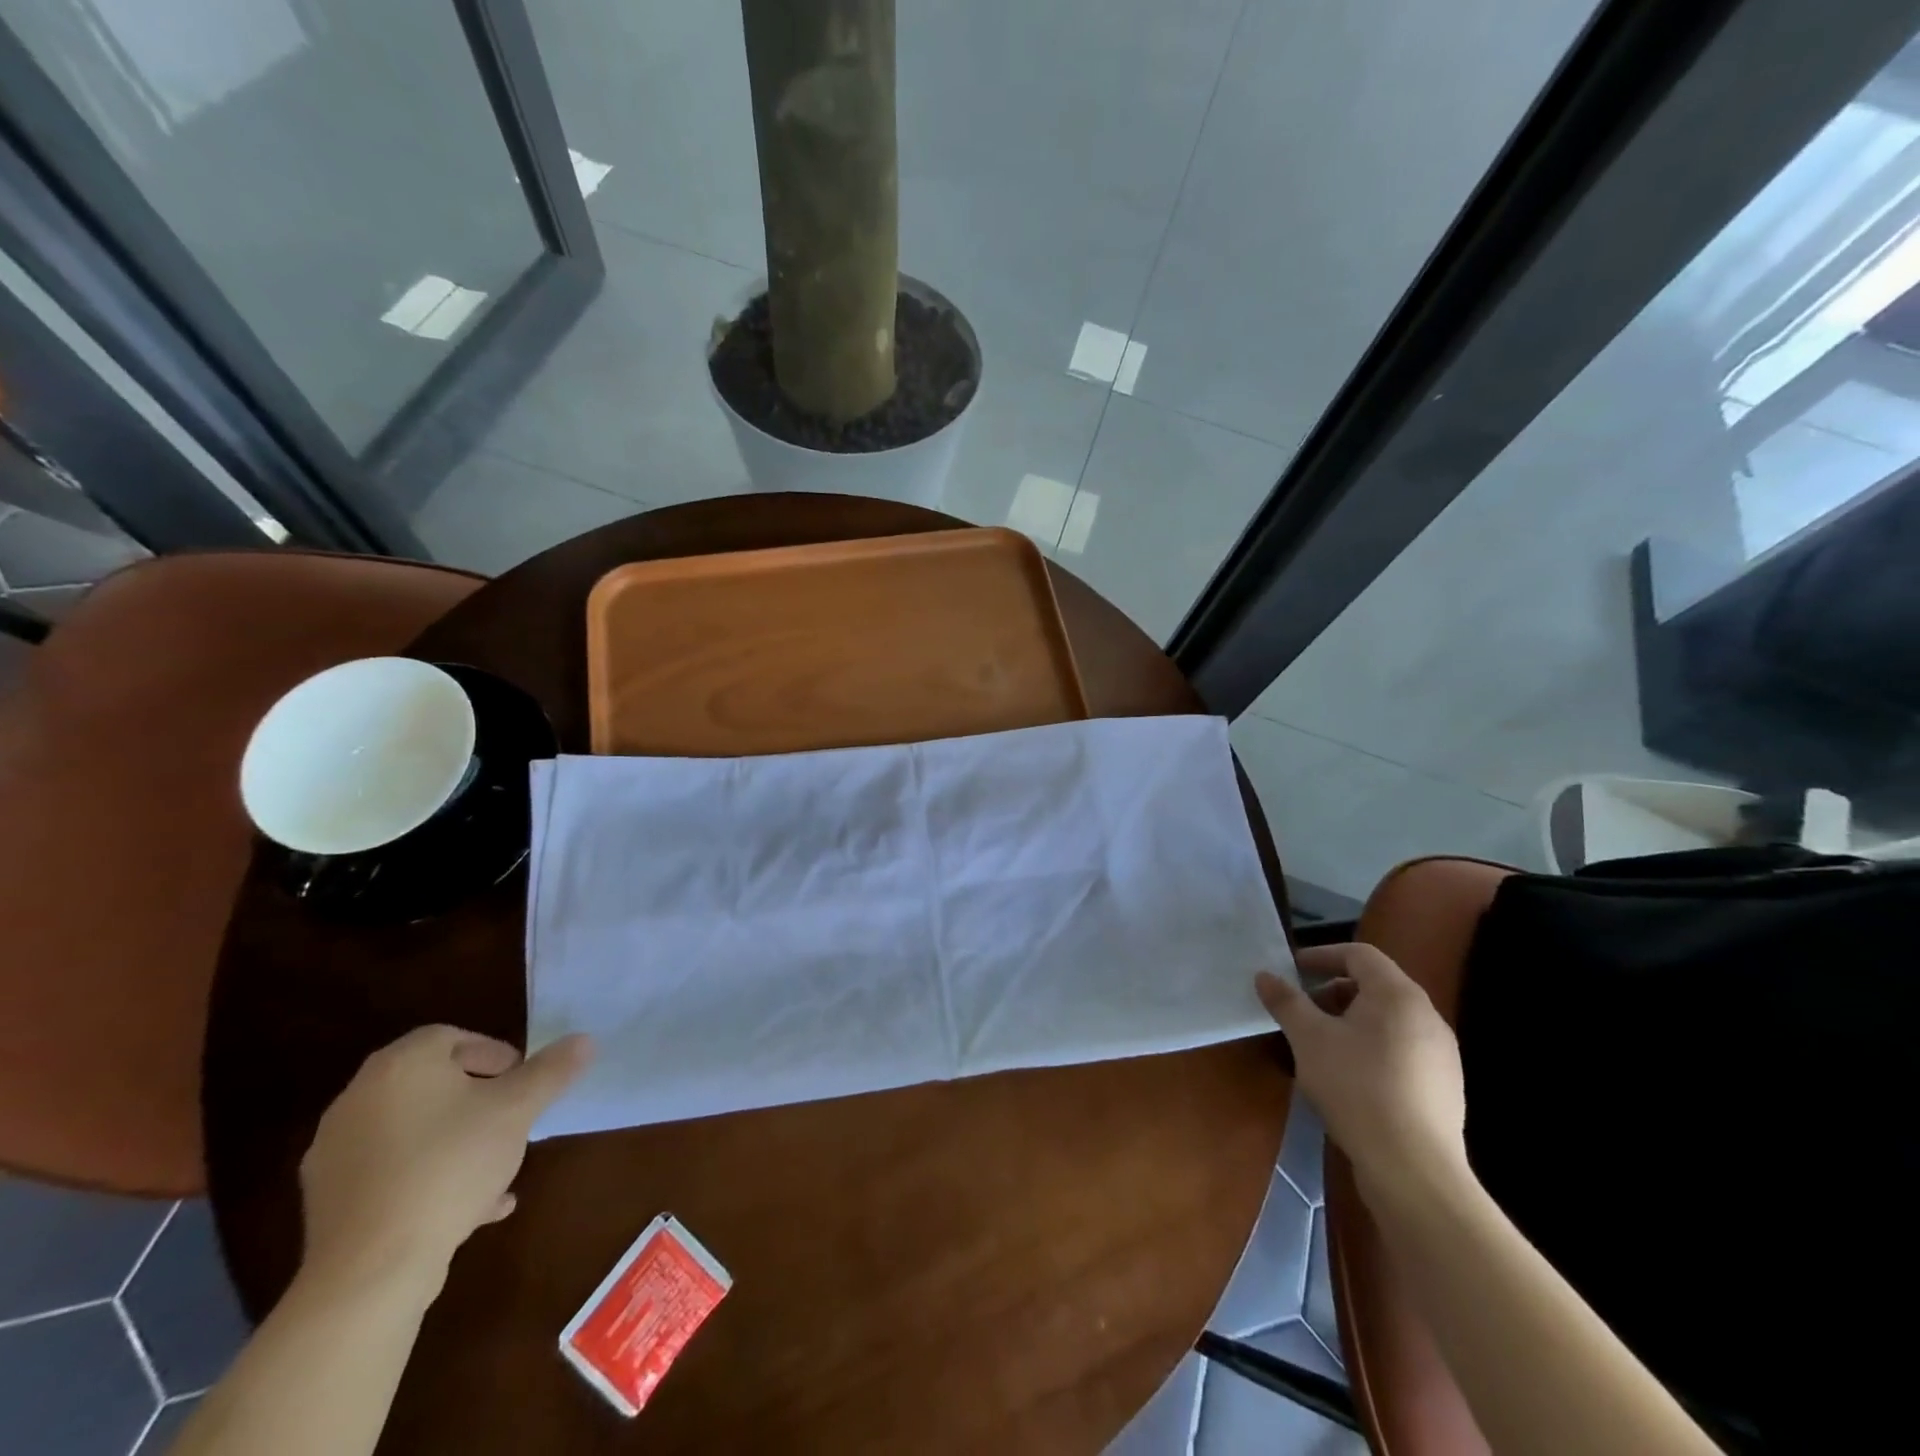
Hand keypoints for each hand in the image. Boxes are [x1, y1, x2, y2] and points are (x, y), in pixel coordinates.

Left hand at [299, 1026, 591, 1295]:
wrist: (372, 1270)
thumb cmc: (451, 1166)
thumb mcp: (517, 1110)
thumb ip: (552, 1070)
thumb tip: (583, 1040)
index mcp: (399, 1066)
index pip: (450, 1037)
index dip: (492, 1053)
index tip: (520, 1080)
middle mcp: (359, 1099)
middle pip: (432, 1083)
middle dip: (479, 1098)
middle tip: (512, 1118)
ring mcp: (337, 1152)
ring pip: (414, 1130)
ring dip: (457, 1140)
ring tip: (497, 1168)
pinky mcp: (329, 1200)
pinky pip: (393, 1172)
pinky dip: (430, 1177)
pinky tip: (471, 1207)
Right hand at [1257, 945, 1466, 1203]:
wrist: (1414, 1170)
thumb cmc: (1356, 1087)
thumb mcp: (1308, 1039)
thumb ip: (1286, 1001)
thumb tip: (1265, 975)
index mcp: (1398, 995)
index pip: (1359, 955)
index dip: (1322, 956)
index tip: (1292, 970)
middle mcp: (1428, 1017)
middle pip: (1376, 986)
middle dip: (1333, 991)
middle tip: (1302, 1009)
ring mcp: (1442, 1055)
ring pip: (1389, 1021)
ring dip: (1351, 1021)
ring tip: (1320, 1045)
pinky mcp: (1444, 1088)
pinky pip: (1401, 1050)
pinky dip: (1371, 1048)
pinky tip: (1349, 1079)